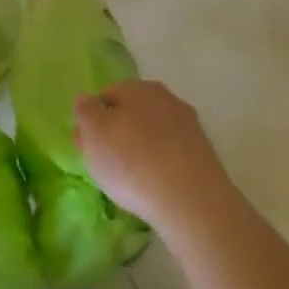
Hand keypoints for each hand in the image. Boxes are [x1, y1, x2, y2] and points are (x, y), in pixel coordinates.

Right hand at [73, 80, 244, 237]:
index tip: (86, 146)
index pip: (106, 95)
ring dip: (138, 148)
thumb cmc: (131, 162)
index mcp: (138, 88)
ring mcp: (189, 125)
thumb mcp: (94, 134)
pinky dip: (159, 164)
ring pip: (152, 132)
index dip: (92, 120)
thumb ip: (85, 111)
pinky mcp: (203, 153)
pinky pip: (170, 152)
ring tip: (128, 179)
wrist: (190, 201)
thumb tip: (86, 99)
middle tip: (102, 163)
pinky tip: (153, 184)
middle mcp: (166, 98)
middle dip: (115, 133)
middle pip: (131, 113)